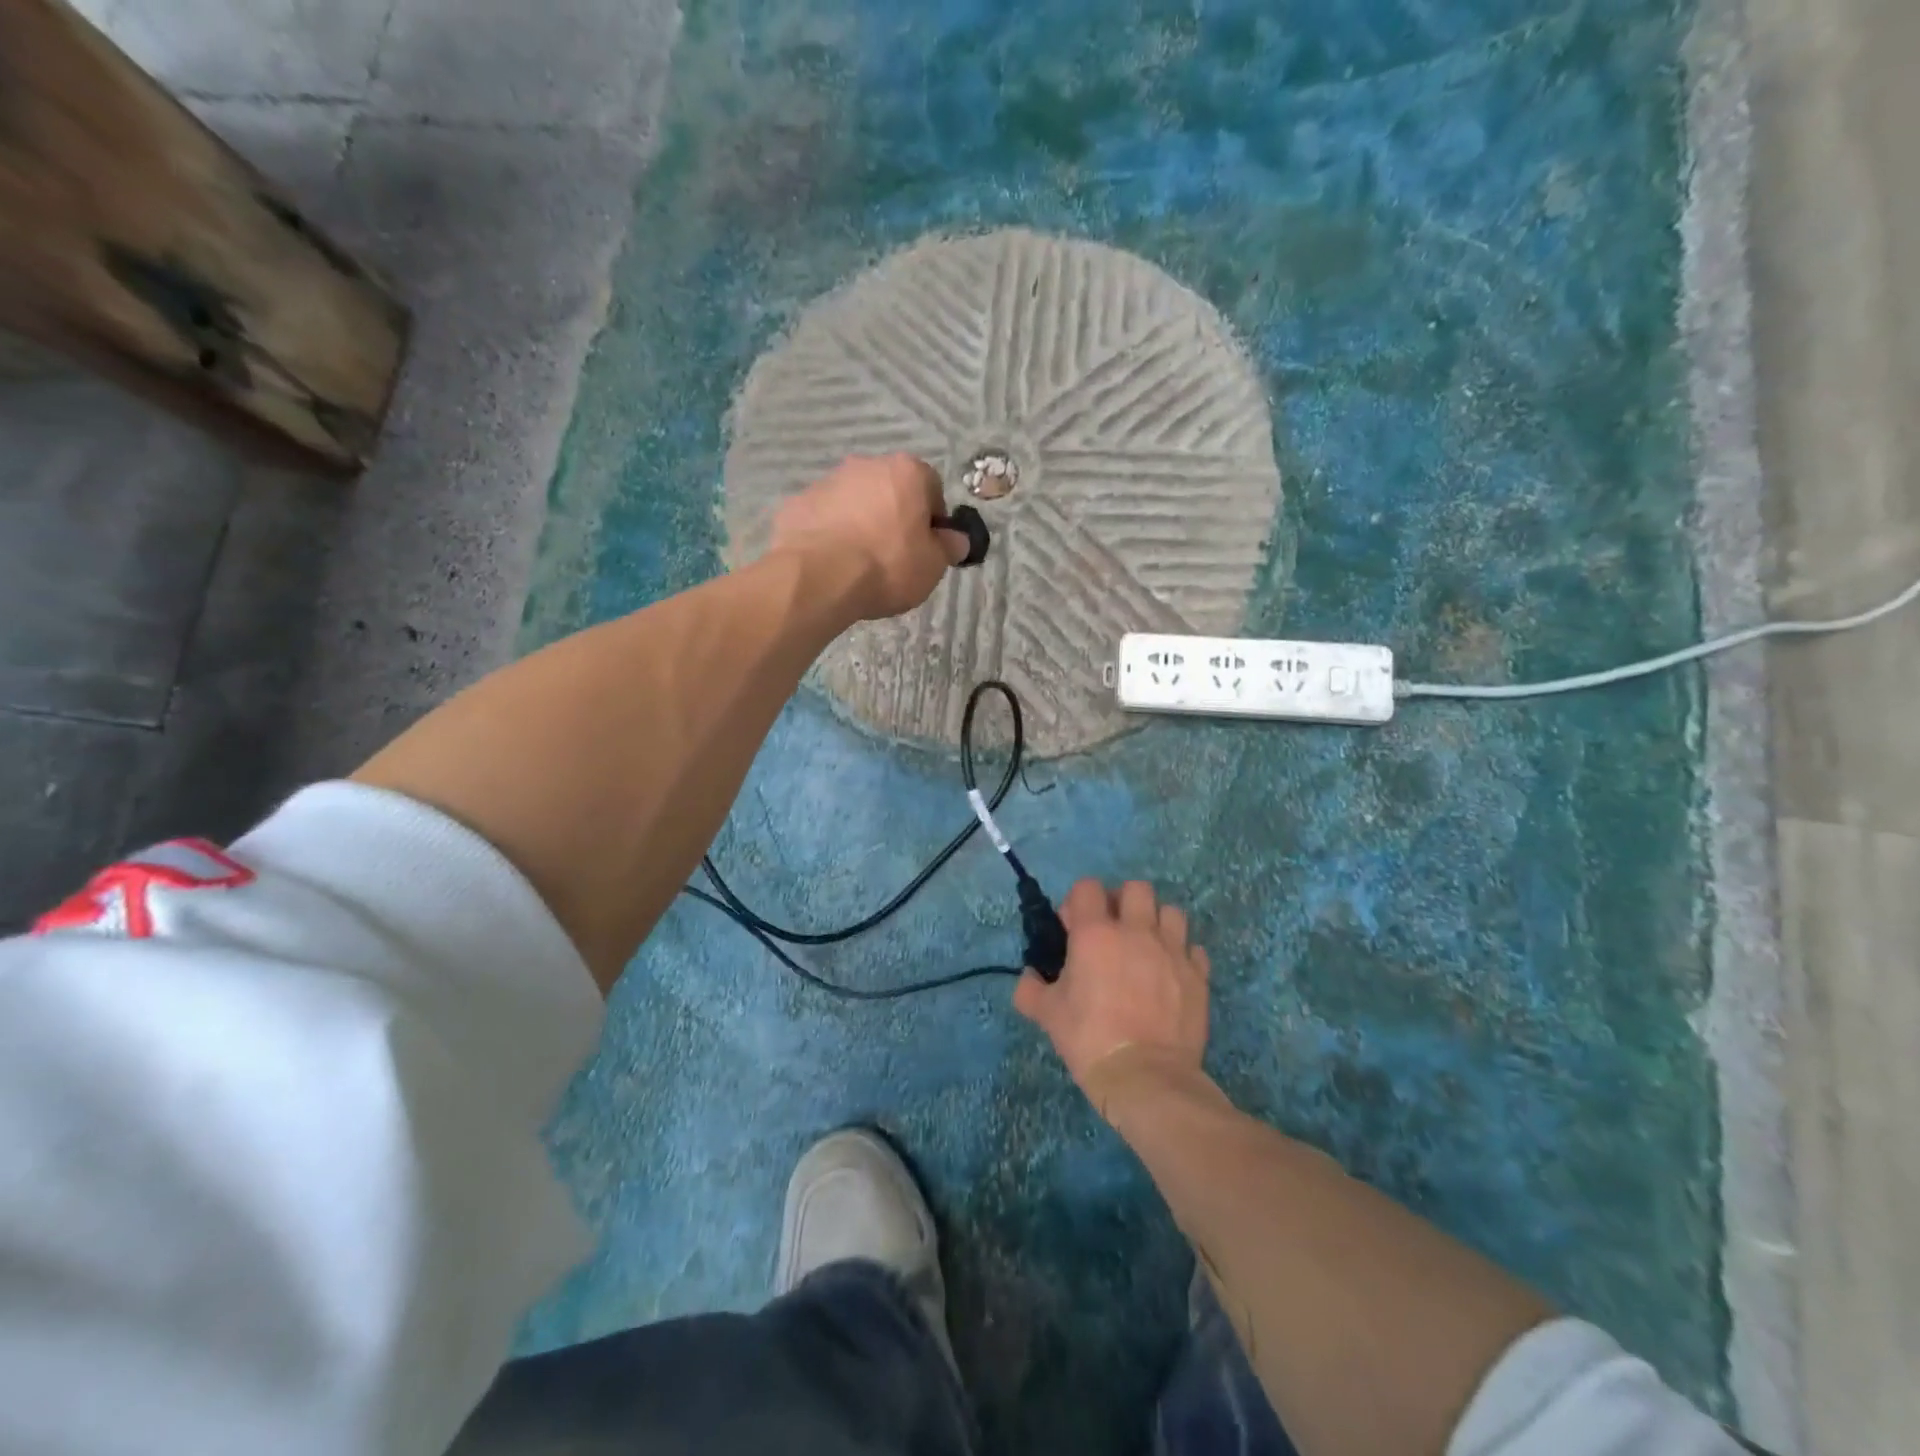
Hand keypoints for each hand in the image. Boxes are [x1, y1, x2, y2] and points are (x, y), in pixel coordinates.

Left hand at [770, 454, 969, 619]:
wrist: (819, 576)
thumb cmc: (888, 565)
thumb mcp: (933, 565)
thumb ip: (948, 547)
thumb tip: (956, 539)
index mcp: (907, 471)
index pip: (931, 487)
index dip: (932, 519)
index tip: (927, 547)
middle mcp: (867, 465)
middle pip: (890, 490)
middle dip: (894, 517)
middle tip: (894, 556)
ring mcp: (828, 481)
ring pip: (855, 502)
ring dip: (861, 523)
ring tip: (859, 563)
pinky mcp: (798, 502)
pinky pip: (825, 517)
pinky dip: (831, 534)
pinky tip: (832, 563)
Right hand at [1014, 879, 1209, 1103]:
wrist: (1145, 1078)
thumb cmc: (1090, 1039)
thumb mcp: (1047, 1015)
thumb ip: (1031, 989)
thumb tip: (1029, 977)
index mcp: (1095, 933)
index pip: (1087, 887)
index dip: (1078, 902)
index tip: (1073, 928)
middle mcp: (1136, 931)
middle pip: (1136, 888)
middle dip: (1122, 902)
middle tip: (1113, 930)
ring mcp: (1172, 950)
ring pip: (1170, 911)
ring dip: (1156, 922)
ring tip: (1146, 948)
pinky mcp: (1197, 975)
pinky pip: (1193, 948)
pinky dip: (1182, 954)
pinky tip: (1170, 974)